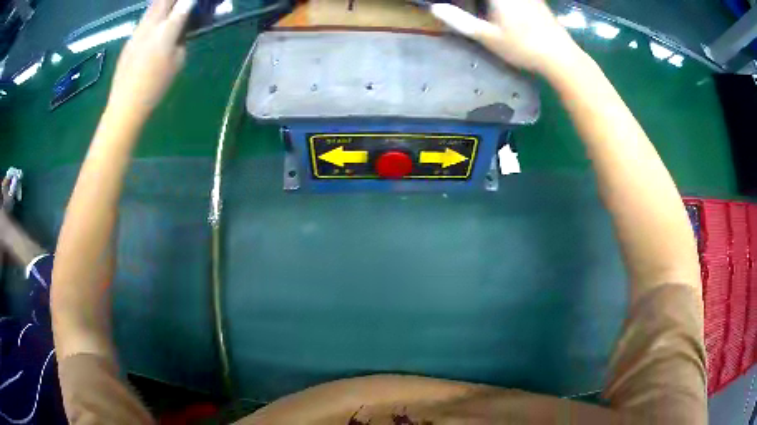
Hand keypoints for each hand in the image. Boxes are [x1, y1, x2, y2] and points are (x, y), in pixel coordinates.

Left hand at [106, 0, 194, 122]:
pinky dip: (153, 14)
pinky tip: (156, 20)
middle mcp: (151, 25)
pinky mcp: (129, 39)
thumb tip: (180, 30)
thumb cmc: (155, 86)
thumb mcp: (178, 63)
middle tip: (180, 2)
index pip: (184, 4)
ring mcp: (138, 31)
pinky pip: (144, 19)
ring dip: (162, 3)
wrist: (125, 104)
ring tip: (168, 6)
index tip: (192, 2)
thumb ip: (181, 41)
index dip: (189, 1)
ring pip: (152, 7)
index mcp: (167, 30)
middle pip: (164, 0)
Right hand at [430, 0, 583, 75]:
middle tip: (468, 8)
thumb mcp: (488, 37)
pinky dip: (505, 4)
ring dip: (490, 4)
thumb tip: (435, 8)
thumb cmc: (523, 47)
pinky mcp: (536, 0)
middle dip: (478, 2)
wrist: (561, 56)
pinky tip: (503, 12)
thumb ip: (460, 20)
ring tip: (486, 12)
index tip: (456, 4)